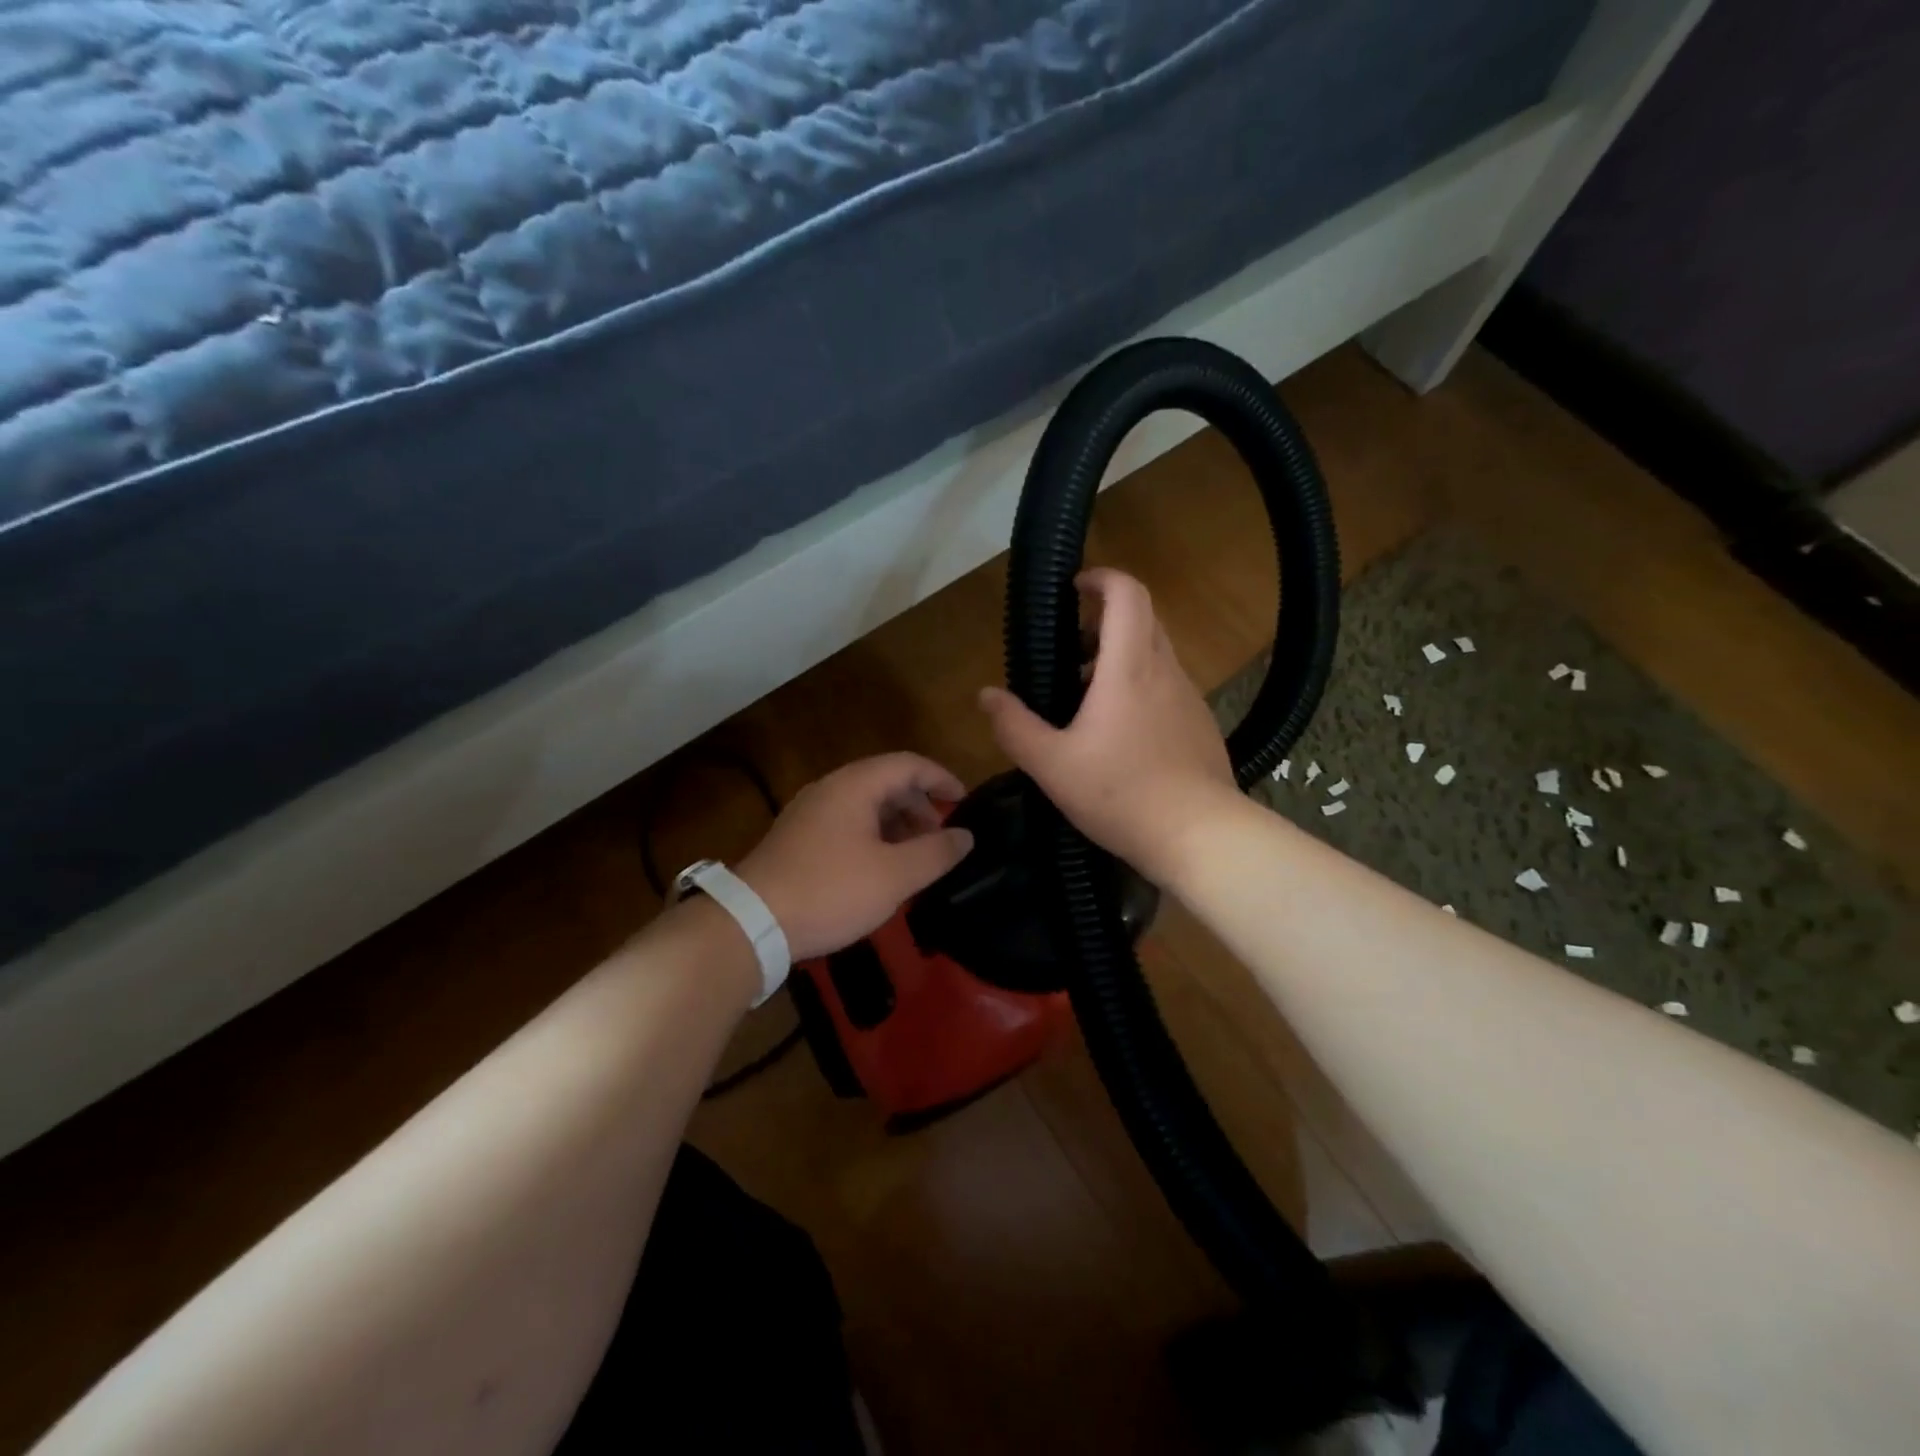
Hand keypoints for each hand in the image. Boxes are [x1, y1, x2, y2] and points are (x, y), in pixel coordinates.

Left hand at [736, 754, 975, 961]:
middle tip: (942, 839)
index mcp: (855, 785)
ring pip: (866, 805)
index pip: (909, 764)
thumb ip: (936, 852)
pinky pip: (847, 824)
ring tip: (917, 858)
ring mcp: (810, 813)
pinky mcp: (798, 838)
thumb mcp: (894, 876)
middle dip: (921, 806)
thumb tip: (965, 836)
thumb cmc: (830, 891)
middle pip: (887, 782)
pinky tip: (881, 870)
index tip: (965, 803)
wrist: (752, 923)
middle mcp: (830, 789)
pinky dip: (874, 837)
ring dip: (898, 824)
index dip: (942, 779)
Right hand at [978, 568, 1236, 884]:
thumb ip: (1014, 727)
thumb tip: (986, 695)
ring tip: (1088, 700)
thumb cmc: (1120, 794)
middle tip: (1071, 651)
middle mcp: (1165, 671)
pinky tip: (1122, 736)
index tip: (1076, 587)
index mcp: (1129, 667)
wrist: (1200, 836)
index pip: (1127, 594)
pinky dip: (1142, 688)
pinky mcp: (1201, 725)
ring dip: (1123, 657)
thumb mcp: (1052, 765)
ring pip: (1157, 654)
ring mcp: (1190, 698)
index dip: (1102, 578)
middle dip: (1106, 620)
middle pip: (1144, 618)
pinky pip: (1169, 687)